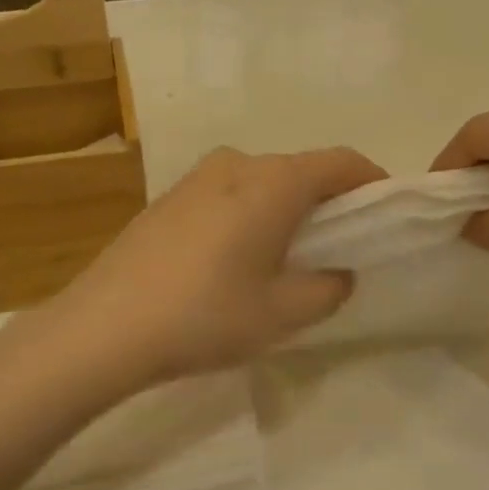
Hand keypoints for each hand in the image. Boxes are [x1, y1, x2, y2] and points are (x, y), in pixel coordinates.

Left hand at [47, 146, 386, 386]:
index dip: (371, 182)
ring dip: (284, 209)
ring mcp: (195, 178)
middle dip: (327, 201)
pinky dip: (248, 215)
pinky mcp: (167, 200)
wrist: (104, 327)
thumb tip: (337, 272)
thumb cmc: (206, 315)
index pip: (341, 162)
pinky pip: (227, 196)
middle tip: (339, 246)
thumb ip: (328, 287)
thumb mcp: (283, 313)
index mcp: (274, 181)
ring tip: (285, 258)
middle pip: (299, 170)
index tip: (385, 211)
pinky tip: (235, 260)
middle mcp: (236, 164)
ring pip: (260, 183)